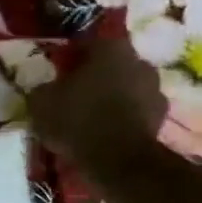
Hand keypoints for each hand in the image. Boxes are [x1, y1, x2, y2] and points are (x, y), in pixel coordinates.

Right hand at [27, 36, 166, 165]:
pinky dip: (122, 118)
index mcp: (110, 48)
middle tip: (73, 94)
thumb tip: (46, 89)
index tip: (56, 72)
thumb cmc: (76, 119)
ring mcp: (155, 89)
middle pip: (111, 65)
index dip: (69, 58)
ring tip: (89, 117)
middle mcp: (138, 61)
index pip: (86, 44)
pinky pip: (135, 111)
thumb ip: (43, 89)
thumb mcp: (41, 102)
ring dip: (111, 97)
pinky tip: (104, 133)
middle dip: (94, 77)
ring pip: (126, 87)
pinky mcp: (161, 117)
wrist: (117, 158)